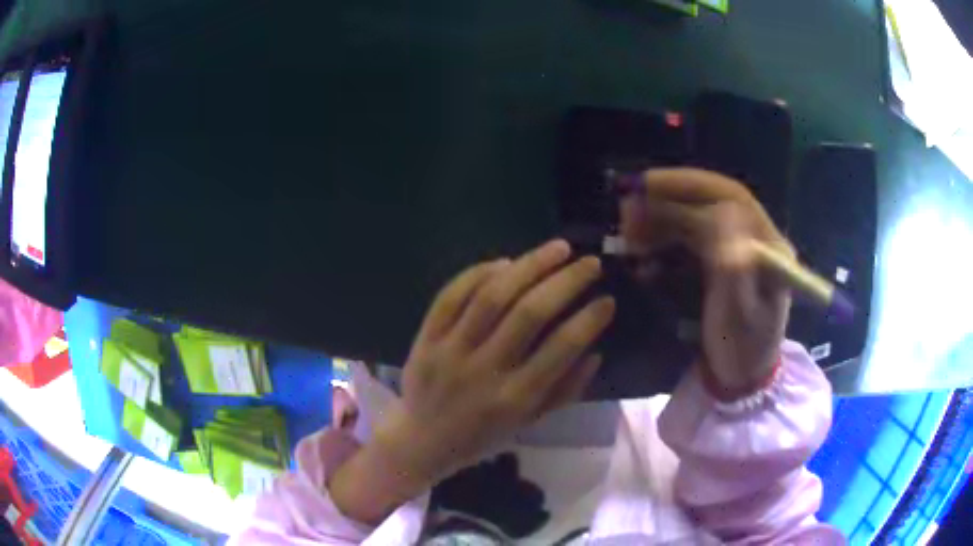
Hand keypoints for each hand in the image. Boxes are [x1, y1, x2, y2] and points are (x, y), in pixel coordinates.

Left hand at [330, 240, 613, 523]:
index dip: (589, 319)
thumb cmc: (482, 436)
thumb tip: (595, 352)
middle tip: (590, 262)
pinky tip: (506, 263)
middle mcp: (484, 370)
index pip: (560, 348)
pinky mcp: (426, 337)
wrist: (422, 441)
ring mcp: (450, 350)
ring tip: (558, 248)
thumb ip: (565, 391)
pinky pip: (451, 295)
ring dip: (529, 265)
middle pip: (528, 312)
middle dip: (566, 281)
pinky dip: (479, 273)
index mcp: (515, 398)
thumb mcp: (529, 424)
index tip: (607, 299)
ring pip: (491, 296)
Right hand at [619, 168, 790, 399]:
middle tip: (626, 208)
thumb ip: (734, 266)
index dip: (689, 184)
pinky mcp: (718, 264)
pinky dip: (661, 245)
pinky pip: (687, 243)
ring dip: (659, 221)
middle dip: (666, 201)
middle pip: (709, 203)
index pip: (730, 197)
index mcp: (767, 244)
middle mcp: (752, 238)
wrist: (742, 379)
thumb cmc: (743, 349)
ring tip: (627, 233)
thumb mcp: (740, 314)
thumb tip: (719, 215)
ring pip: (694, 220)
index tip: (647, 185)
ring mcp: (734, 250)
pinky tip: (642, 259)